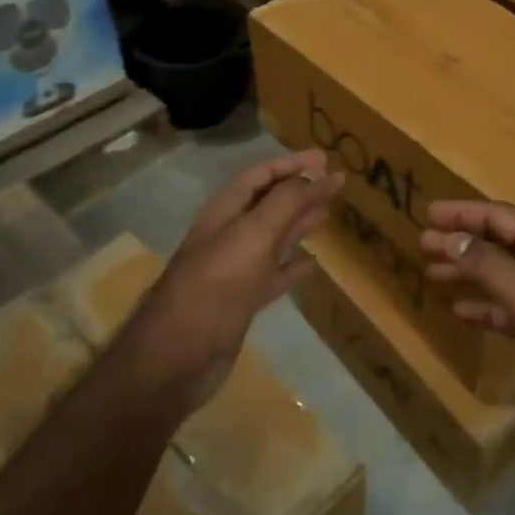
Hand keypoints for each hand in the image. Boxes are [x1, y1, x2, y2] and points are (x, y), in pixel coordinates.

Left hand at [127, 150, 342, 411]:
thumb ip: (285, 202)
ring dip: (300, 222)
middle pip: (269, 203)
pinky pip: (273, 275)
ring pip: (273, 237)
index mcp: (225, 212)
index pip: (260, 175)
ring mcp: (235, 269)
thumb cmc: (216, 285)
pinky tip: (313, 264)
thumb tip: (316, 176)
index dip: (292, 164)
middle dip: (300, 190)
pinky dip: (293, 266)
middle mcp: (229, 234)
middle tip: (336, 182)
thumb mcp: (253, 234)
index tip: (325, 159)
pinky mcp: (241, 300)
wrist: (178, 355)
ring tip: (328, 213)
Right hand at [419, 202, 514, 450]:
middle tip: (422, 243)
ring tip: (431, 273)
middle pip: (498, 243)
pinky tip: (459, 312)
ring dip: (467, 272)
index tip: (427, 213)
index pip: (500, 217)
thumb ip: (487, 264)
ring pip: (499, 276)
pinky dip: (483, 307)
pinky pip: (507, 309)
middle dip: (461, 240)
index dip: (463, 212)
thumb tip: (449, 237)